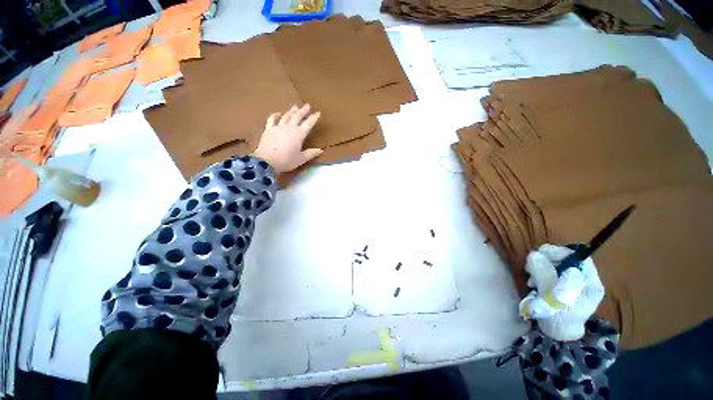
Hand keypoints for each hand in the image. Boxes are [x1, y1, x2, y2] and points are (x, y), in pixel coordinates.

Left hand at [252, 104, 323, 173]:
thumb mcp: (301, 159)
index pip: (309, 124)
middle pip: (297, 116)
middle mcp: (290, 128)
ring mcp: (278, 127)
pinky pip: (272, 119)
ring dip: (292, 111)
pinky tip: (278, 113)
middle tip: (307, 105)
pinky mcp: (269, 129)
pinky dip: (275, 115)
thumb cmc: (287, 161)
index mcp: (299, 134)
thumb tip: (321, 150)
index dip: (314, 118)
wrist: (267, 161)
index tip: (318, 113)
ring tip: (295, 106)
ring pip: (286, 116)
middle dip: (303, 111)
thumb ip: (311, 153)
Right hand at [520, 244, 604, 340]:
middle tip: (531, 271)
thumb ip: (544, 274)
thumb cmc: (558, 317)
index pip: (576, 256)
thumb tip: (534, 254)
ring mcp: (572, 283)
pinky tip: (534, 285)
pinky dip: (538, 276)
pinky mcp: (561, 287)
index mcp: (589, 281)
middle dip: (544, 263)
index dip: (557, 253)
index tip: (539, 257)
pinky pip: (548, 273)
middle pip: (563, 260)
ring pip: (553, 266)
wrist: (557, 335)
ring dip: (539, 270)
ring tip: (531, 281)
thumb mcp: (551, 295)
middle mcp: (583, 279)